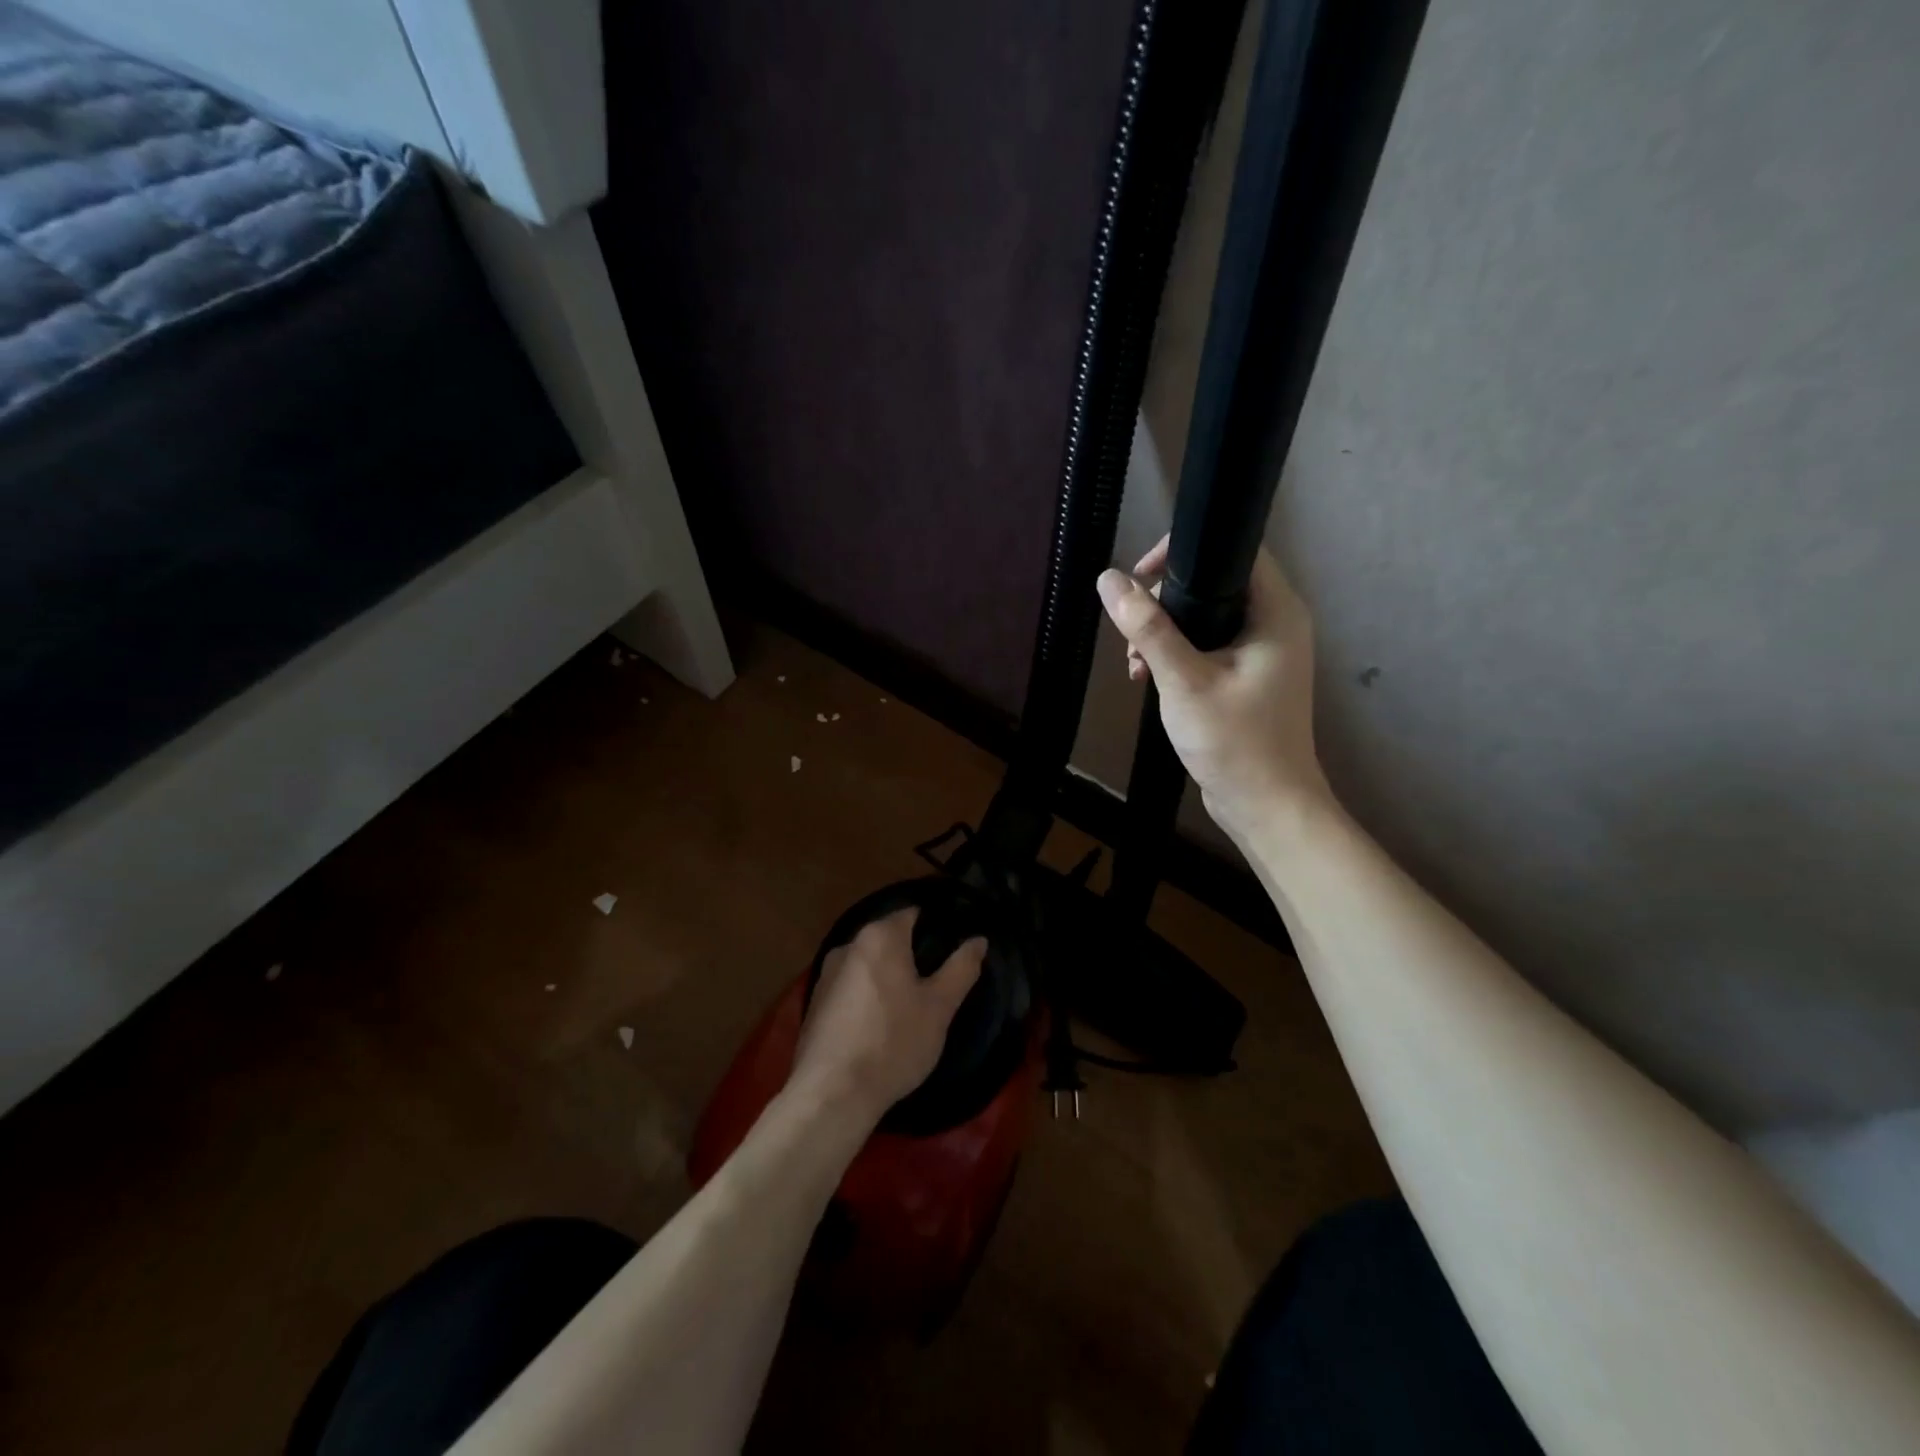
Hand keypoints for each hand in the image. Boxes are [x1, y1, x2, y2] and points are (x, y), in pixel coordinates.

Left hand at [788, 908, 984, 1127]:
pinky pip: (850, 986)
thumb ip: (961, 969)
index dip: (935, 925)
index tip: (953, 946)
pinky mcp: (814, 1003)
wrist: (832, 1093)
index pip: (912, 913)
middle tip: (938, 977)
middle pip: (888, 937)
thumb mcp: (939, 1008)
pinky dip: (867, 994)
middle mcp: (848, 945)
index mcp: (880, 936)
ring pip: (868, 963)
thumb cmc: (893, 1042)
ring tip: (912, 1002)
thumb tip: (979, 940)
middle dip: (912, 952)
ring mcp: (826, 974)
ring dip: (888, 975)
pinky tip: (880, 1022)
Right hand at [1096, 536, 1331, 843]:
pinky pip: (1207, 646)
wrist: (1265, 806)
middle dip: (1164, 602)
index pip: (1236, 549)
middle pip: (1214, 582)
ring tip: (1135, 664)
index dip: (1185, 551)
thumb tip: (1108, 580)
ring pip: (1205, 617)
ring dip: (1164, 632)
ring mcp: (1262, 652)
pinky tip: (1148, 677)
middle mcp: (1275, 623)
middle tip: (1132, 632)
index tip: (1141, 576)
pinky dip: (1176, 655)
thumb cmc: (1234, 741)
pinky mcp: (1247, 676)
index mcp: (1276, 612)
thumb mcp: (1184, 680)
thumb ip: (1147, 628)